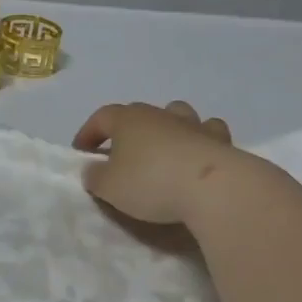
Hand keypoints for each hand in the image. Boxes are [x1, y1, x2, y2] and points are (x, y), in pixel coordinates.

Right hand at [73, 99, 246, 224]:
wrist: (212, 188)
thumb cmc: (150, 183)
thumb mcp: (108, 187)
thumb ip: (94, 176)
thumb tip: (93, 168)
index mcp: (127, 120)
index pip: (101, 117)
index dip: (88, 133)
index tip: (82, 152)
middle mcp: (159, 114)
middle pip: (137, 113)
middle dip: (125, 131)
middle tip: (119, 154)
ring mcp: (192, 124)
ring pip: (175, 114)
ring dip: (165, 127)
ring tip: (161, 149)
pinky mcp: (219, 140)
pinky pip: (207, 130)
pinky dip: (199, 138)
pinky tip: (196, 153)